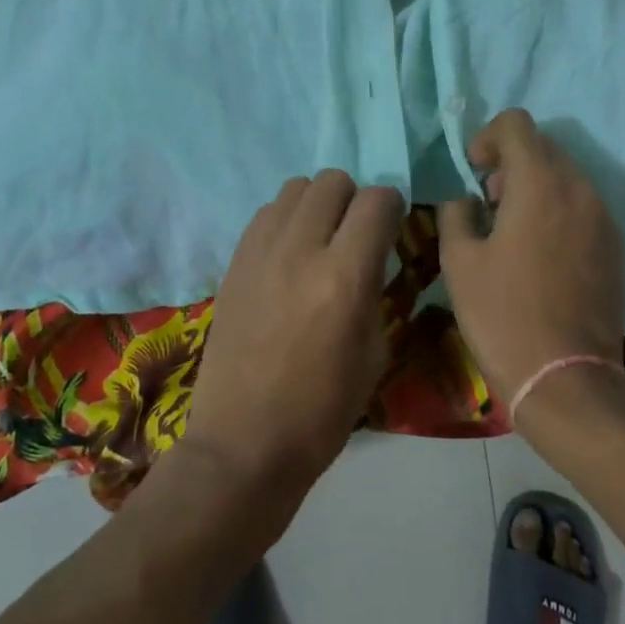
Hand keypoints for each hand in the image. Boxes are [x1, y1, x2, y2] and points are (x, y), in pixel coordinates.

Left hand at [185, 171, 404, 498]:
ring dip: (317, 204)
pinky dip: (285, 219)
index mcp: (345, 277)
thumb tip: (371, 253)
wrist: (244, 442)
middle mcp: (302, 249)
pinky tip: (288, 253)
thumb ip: (374, 287)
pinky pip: (266, 212)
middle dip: (353, 200)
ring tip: (318, 239)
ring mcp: (261, 251)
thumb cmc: (323, 410)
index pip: (377, 200)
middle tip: (354, 233)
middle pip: (333, 181)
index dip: (390, 208)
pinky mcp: (234, 260)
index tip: (390, 227)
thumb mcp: (374, 351)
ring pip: (296, 187)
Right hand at [437, 109, 624, 412]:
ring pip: (564, 176)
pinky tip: (538, 254)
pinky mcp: (614, 247)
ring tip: (511, 232)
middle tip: (487, 204)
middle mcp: (579, 189)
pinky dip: (556, 210)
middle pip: (543, 147)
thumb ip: (456, 213)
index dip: (487, 137)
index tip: (473, 173)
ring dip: (534, 186)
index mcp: (540, 183)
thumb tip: (466, 199)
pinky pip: (581, 207)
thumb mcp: (460, 261)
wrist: (567, 381)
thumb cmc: (503, 315)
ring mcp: (603, 218)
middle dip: (510, 163)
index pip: (516, 124)